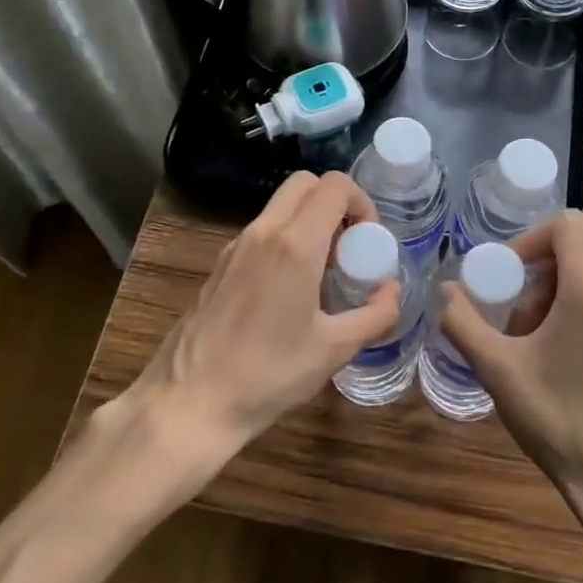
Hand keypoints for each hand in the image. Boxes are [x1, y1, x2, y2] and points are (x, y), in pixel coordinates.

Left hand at [126, 171, 400, 464]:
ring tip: (322, 272)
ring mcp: (237, 245)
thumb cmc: (270, 374)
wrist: (191, 400)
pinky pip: (261, 230)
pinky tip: (288, 289)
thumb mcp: (335, 349)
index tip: (368, 240)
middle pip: (305, 183)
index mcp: (296, 244)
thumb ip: (375, 315)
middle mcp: (264, 232)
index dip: (361, 202)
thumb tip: (391, 290)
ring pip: (280, 205)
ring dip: (309, 220)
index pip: (334, 185)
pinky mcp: (221, 263)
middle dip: (335, 202)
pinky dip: (284, 238)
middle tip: (348, 247)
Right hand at [440, 210, 582, 519]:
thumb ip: (463, 322)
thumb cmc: (562, 422)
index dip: (529, 239)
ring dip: (552, 305)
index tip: (505, 276)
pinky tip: (561, 370)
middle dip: (533, 284)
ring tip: (532, 355)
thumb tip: (445, 291)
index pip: (567, 225)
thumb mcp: (498, 371)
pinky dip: (576, 320)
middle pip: (572, 258)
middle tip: (512, 330)